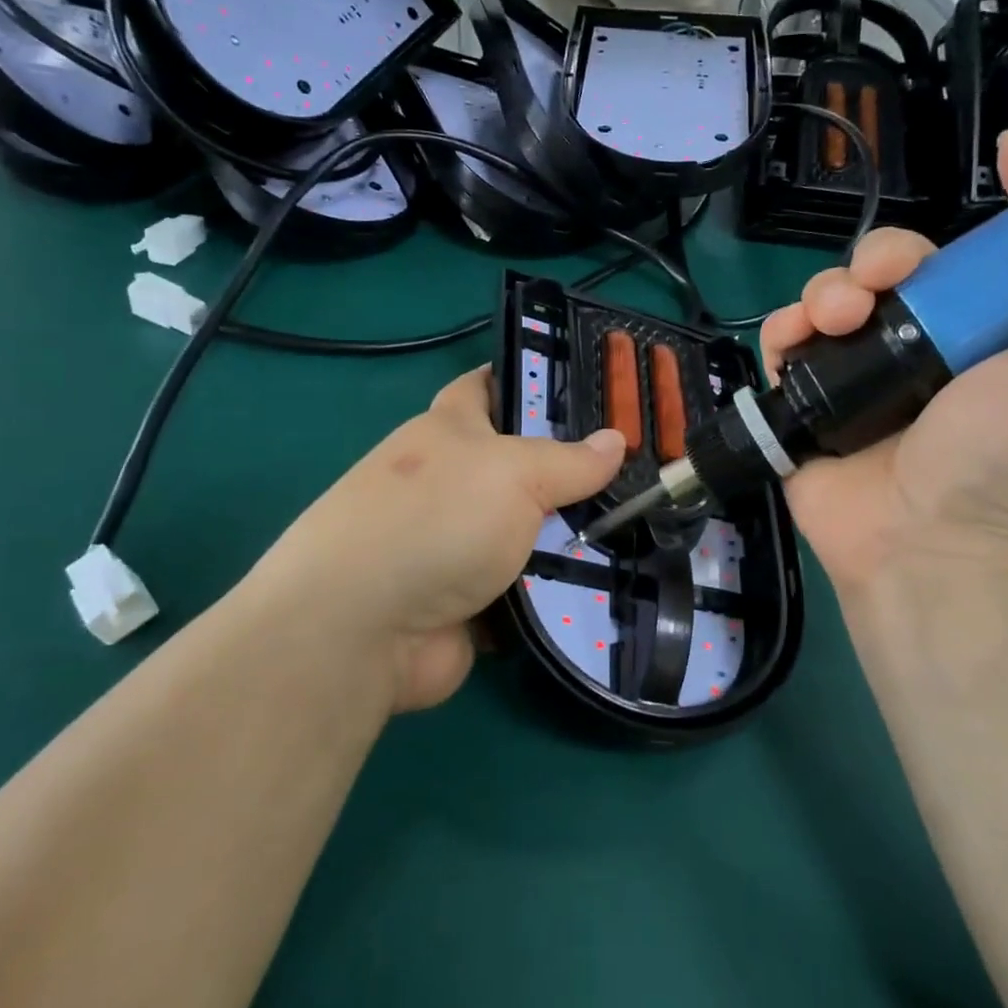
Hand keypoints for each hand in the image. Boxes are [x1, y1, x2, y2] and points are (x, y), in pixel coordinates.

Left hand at [244, 369, 626, 712]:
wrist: (363, 630)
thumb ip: (569, 459)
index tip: (590, 384)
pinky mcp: (469, 600)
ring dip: (573, 536)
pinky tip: (612, 581)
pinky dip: (559, 589)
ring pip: (531, 530)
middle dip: (574, 469)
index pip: (489, 385)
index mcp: (449, 431)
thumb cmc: (435, 520)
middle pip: (522, 465)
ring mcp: (459, 544)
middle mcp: (452, 482)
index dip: (531, 378)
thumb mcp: (512, 473)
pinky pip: (528, 586)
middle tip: (640, 469)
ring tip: (644, 528)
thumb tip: (616, 440)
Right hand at [759, 131, 1007, 610]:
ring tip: (838, 318)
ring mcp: (868, 374)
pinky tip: (797, 340)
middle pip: (906, 263)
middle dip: (889, 252)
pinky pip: (789, 342)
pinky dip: (786, 330)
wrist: (933, 560)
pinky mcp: (812, 401)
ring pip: (840, 294)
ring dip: (832, 288)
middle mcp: (937, 344)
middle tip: (887, 278)